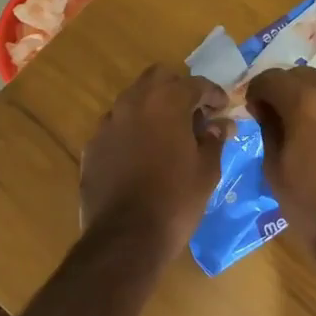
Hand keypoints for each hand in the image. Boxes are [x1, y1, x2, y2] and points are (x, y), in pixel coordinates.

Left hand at [80, 66, 231, 256]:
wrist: (125, 238)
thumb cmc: (175, 200)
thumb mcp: (207, 171)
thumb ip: (214, 140)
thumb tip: (221, 125)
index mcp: (167, 102)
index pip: (195, 84)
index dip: (213, 94)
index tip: (223, 108)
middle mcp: (134, 102)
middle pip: (159, 78)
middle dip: (178, 88)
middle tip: (193, 113)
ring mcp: (108, 123)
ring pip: (134, 99)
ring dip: (153, 107)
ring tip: (168, 133)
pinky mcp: (92, 145)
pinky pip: (117, 126)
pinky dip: (132, 130)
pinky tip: (142, 154)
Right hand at [244, 66, 315, 259]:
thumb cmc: (311, 207)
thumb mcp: (274, 170)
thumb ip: (269, 129)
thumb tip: (265, 108)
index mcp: (305, 103)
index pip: (272, 79)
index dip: (258, 91)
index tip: (254, 109)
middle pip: (304, 76)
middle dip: (287, 91)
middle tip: (280, 116)